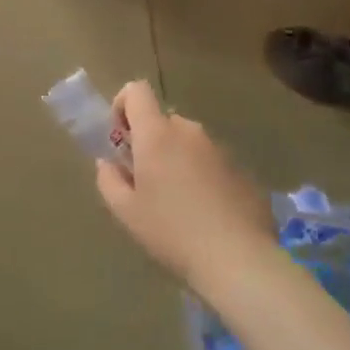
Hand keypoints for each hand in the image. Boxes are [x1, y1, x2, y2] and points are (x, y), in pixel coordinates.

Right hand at [95, 81, 274, 295]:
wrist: (239, 259)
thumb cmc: (172, 232)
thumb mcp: (126, 212)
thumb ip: (108, 180)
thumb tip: (107, 163)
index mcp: (157, 134)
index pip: (137, 91)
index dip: (123, 105)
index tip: (121, 139)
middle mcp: (189, 131)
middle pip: (162, 121)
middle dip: (150, 142)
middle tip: (146, 182)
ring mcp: (219, 148)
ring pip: (188, 142)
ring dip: (176, 160)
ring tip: (177, 203)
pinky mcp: (242, 169)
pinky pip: (211, 162)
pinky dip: (201, 176)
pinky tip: (205, 214)